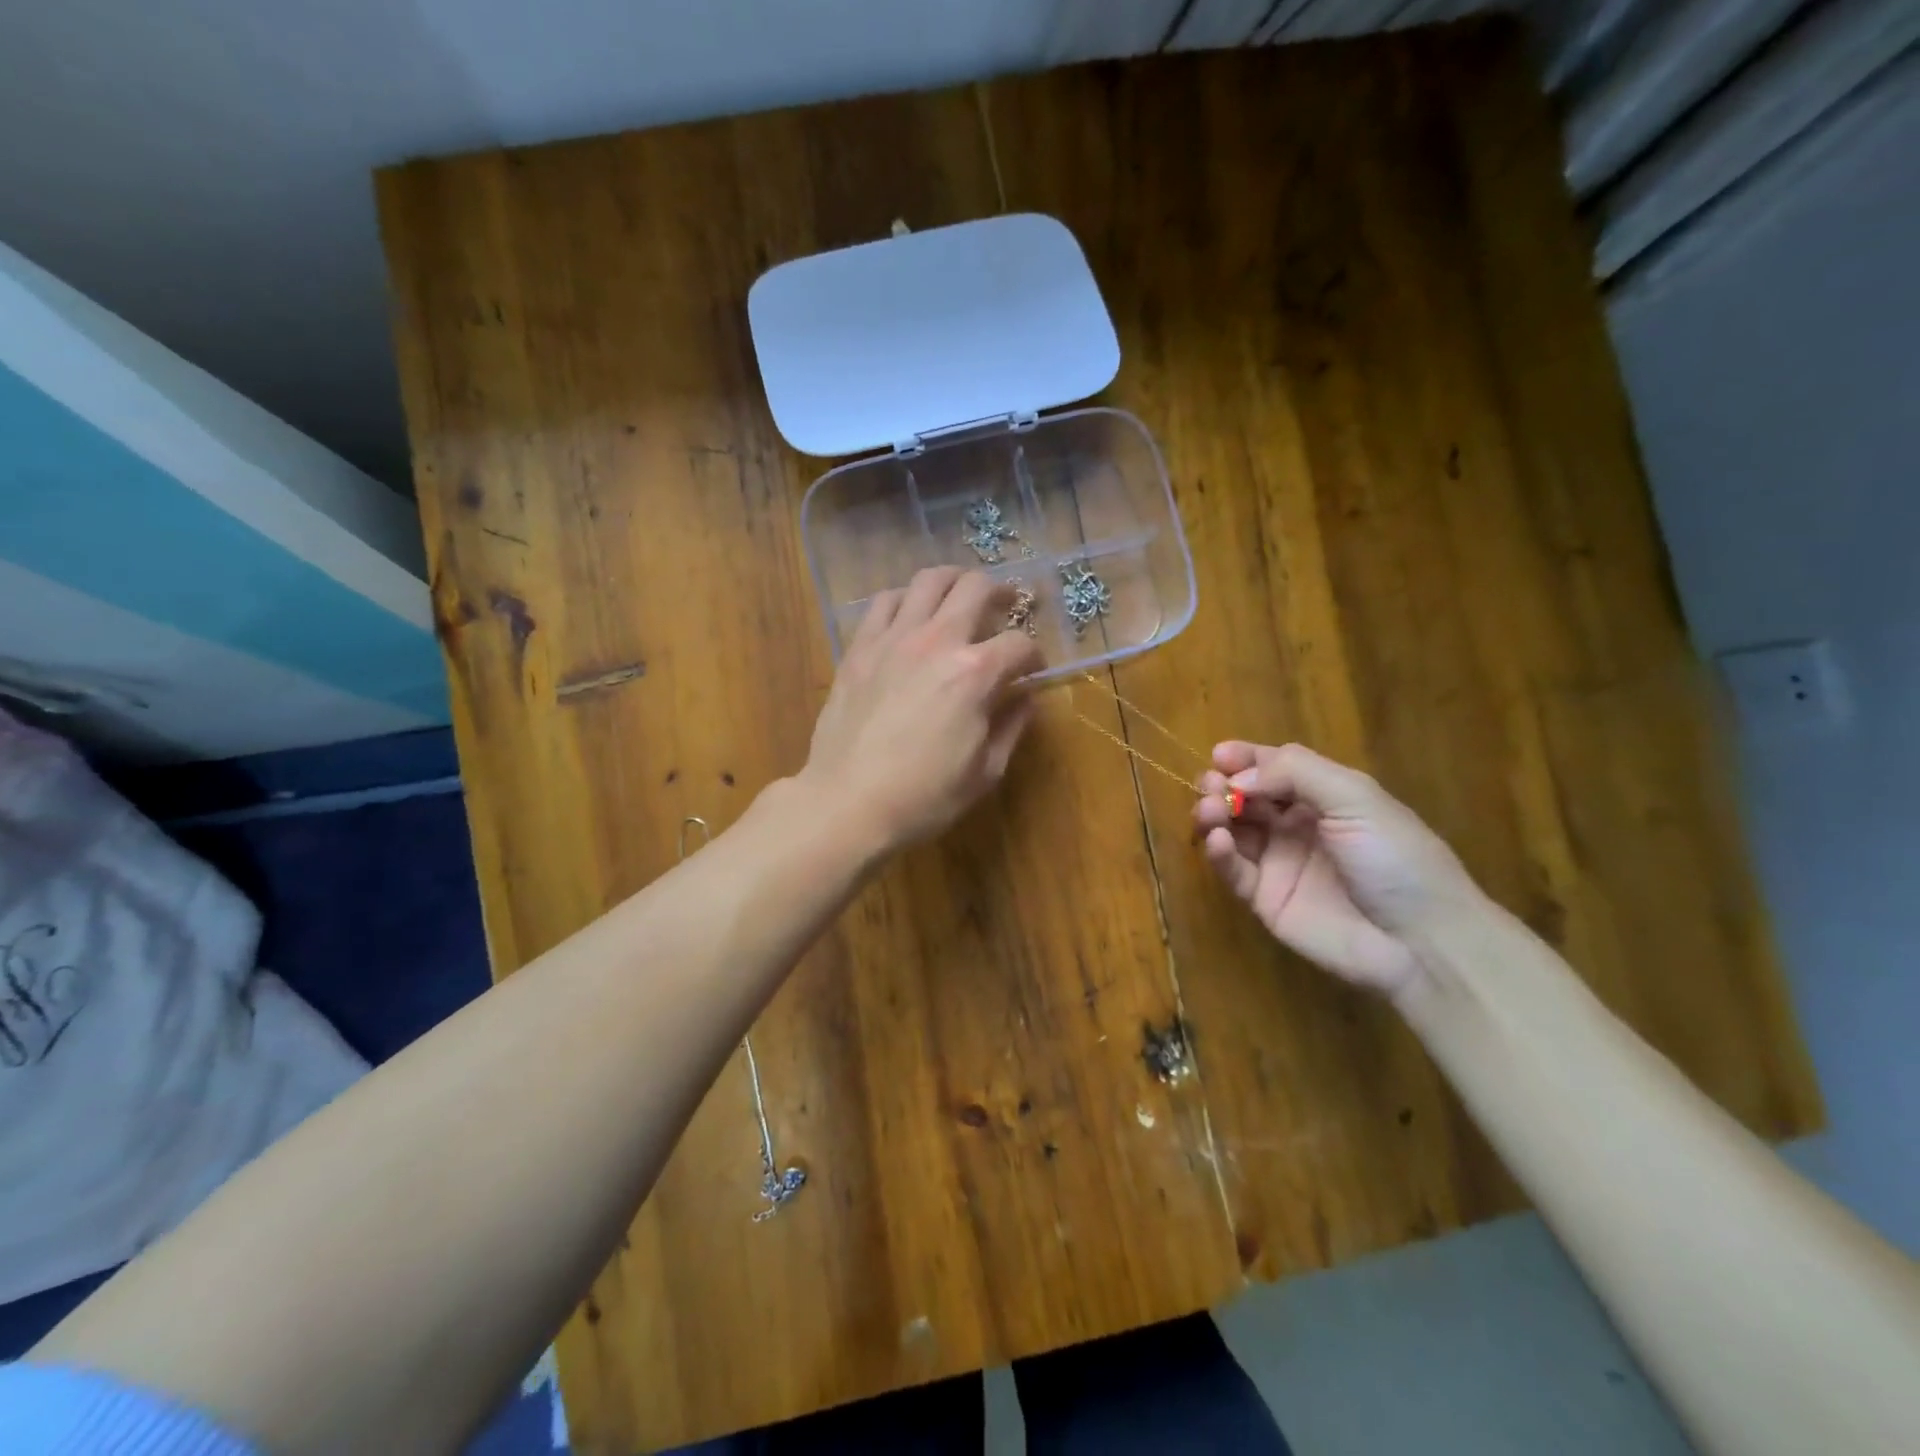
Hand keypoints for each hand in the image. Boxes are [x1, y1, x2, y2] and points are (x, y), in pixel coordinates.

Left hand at [800, 567, 1044, 851]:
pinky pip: (884, 602)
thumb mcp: (985, 772)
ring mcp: (893, 638)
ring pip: (929, 580)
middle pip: (977, 588)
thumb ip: (1012, 726)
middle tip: (1007, 605)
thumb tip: (1026, 697)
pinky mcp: (860, 647)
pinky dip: (905, 599)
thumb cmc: (924, 797)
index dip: (1034, 656)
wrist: (847, 803)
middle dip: (1002, 593)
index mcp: (975, 673)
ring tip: (961, 596)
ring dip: (954, 582)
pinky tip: (911, 615)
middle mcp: (937, 641)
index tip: (1032, 670)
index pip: (1019, 644)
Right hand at [1192, 743, 1480, 997]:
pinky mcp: (1265, 900)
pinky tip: (1220, 842)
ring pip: (1232, 829)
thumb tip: (1238, 777)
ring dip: (1214, 814)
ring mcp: (1279, 862)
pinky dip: (1218, 852)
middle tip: (1212, 786)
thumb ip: (1295, 773)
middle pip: (1246, 796)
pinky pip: (1232, 870)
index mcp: (1325, 797)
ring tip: (1211, 811)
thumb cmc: (1396, 859)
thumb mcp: (1356, 799)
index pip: (1275, 767)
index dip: (1245, 758)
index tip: (1219, 754)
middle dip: (1223, 785)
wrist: (1421, 943)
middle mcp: (1297, 825)